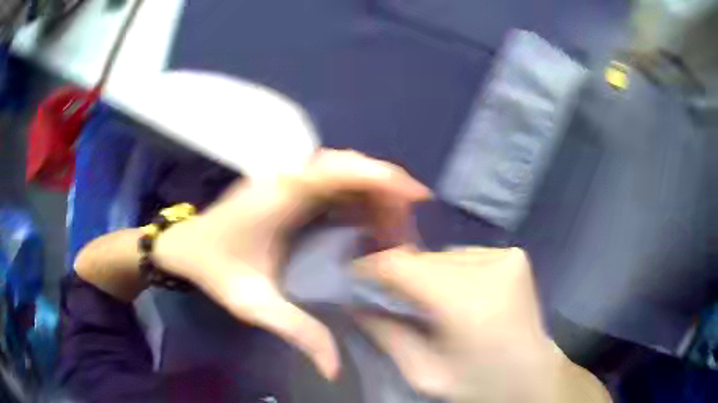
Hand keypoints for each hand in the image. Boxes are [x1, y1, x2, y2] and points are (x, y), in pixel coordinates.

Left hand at [152, 150, 430, 378]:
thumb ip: (296, 331)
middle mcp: (283, 177)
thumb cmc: (214, 269)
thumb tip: (334, 366)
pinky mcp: (285, 184)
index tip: (414, 195)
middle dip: (383, 190)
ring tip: (391, 225)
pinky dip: (355, 194)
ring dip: (371, 192)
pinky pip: (329, 181)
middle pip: (345, 166)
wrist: (185, 245)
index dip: (377, 175)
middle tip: (404, 226)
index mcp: (276, 197)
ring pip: (340, 171)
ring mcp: (283, 177)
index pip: (334, 171)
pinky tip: (366, 220)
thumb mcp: (253, 305)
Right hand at [355, 247, 610, 402]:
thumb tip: (353, 302)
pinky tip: (451, 293)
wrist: (532, 378)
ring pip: (442, 254)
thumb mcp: (423, 373)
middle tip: (380, 292)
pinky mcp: (514, 254)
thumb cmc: (478, 384)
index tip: (351, 277)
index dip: (370, 267)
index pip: (401, 265)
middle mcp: (490, 265)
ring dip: (424, 272)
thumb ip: (385, 334)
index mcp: (467, 300)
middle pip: (422, 257)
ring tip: (418, 297)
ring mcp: (506, 254)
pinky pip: (464, 255)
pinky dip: (449, 271)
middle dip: (397, 273)